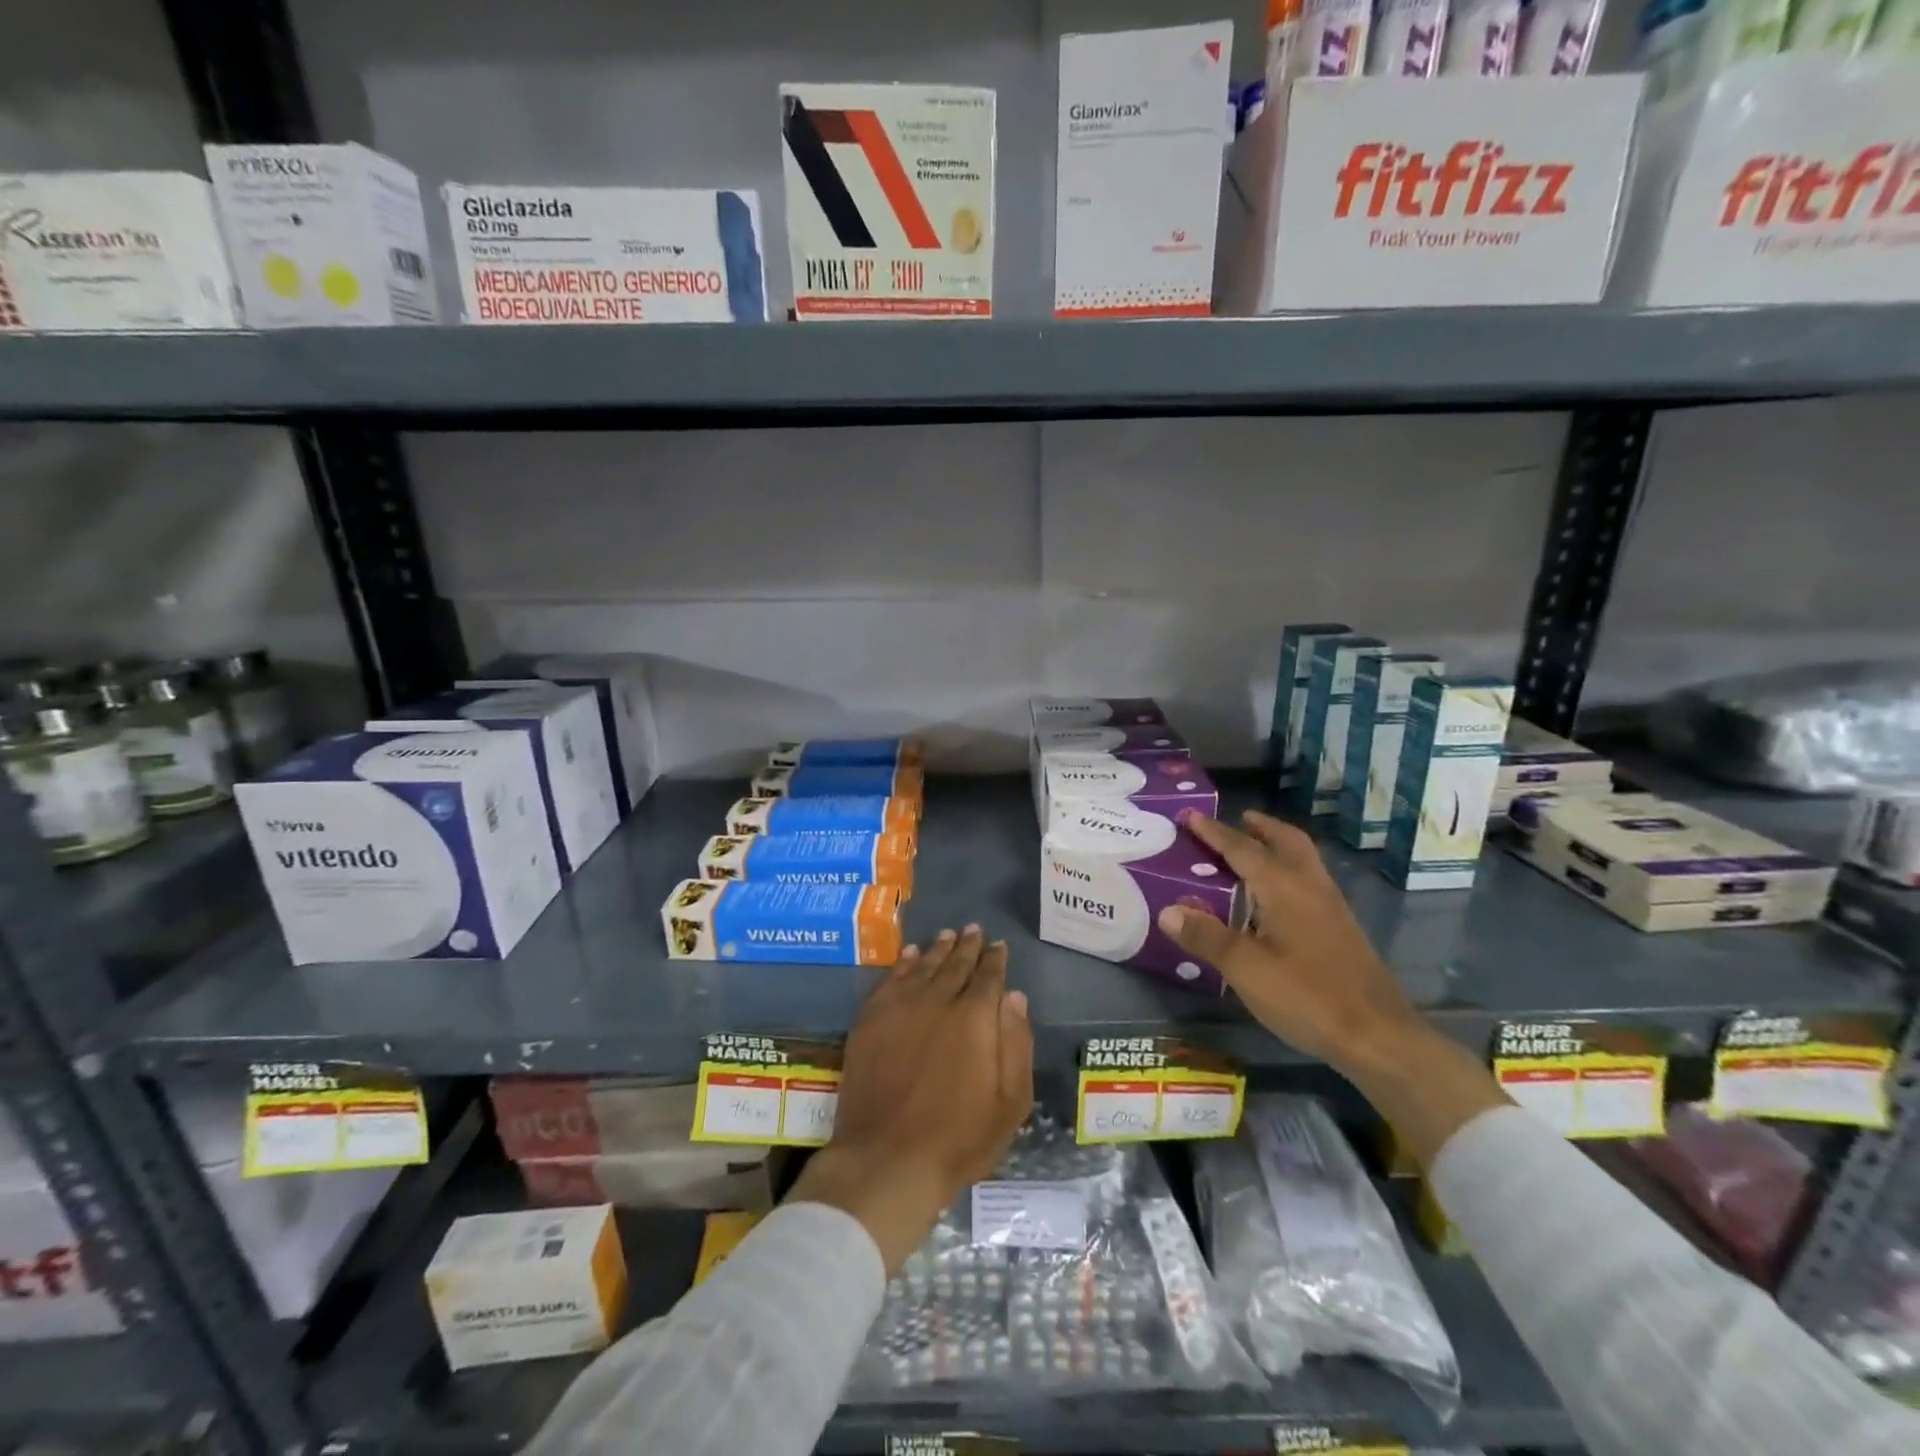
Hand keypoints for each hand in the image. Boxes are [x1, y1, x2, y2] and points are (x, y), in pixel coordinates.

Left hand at [788, 927, 1033, 1272]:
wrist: (887, 1159)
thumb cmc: (958, 1139)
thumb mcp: (1010, 1102)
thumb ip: (1016, 1044)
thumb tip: (1015, 997)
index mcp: (975, 1017)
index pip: (989, 976)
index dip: (995, 959)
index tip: (999, 945)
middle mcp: (938, 1000)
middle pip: (956, 964)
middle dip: (967, 946)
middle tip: (974, 930)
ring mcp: (900, 1007)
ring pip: (923, 966)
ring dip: (938, 949)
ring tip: (947, 935)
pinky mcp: (870, 1020)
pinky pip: (890, 979)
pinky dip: (903, 963)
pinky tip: (909, 955)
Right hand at [1157, 811, 1423, 1076]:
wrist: (1379, 1037)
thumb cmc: (1307, 996)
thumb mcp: (1246, 969)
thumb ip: (1207, 937)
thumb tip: (1168, 910)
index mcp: (1284, 888)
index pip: (1242, 848)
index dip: (1213, 831)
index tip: (1190, 814)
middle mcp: (1310, 887)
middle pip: (1286, 841)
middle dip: (1259, 827)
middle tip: (1236, 820)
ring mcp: (1332, 907)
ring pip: (1303, 859)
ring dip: (1277, 845)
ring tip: (1253, 849)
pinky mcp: (1342, 928)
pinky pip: (1310, 880)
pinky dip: (1289, 869)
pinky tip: (1276, 896)